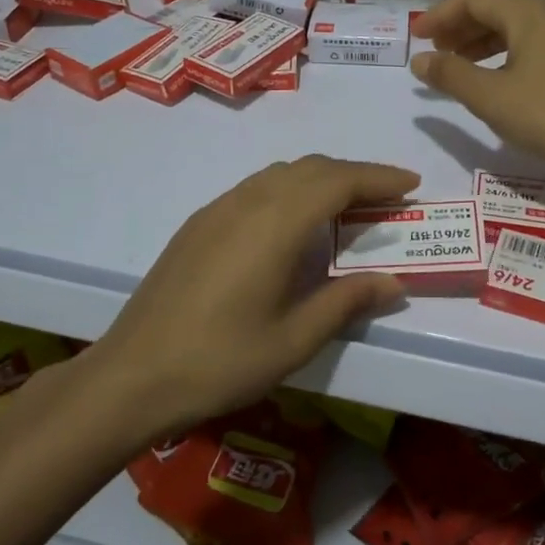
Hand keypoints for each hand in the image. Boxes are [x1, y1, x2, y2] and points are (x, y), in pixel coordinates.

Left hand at [94, 156, 418, 434]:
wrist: (132, 376)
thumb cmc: (221, 361)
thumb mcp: (295, 339)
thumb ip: (347, 301)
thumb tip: (395, 282)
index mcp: (276, 223)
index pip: (338, 181)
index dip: (379, 177)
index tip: (411, 184)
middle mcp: (247, 201)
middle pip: (311, 168)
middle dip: (354, 175)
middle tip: (388, 199)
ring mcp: (218, 209)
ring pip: (281, 174)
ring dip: (320, 180)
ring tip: (347, 209)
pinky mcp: (198, 224)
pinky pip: (255, 188)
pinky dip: (289, 191)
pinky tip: (293, 226)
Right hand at [412, 0, 544, 170]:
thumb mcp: (490, 97)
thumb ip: (449, 75)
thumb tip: (419, 61)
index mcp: (527, 11)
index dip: (439, 15)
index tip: (415, 37)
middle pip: (493, 7)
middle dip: (458, 27)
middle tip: (433, 52)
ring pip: (512, 27)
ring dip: (478, 42)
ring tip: (455, 66)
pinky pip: (528, 43)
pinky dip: (501, 54)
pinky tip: (491, 78)